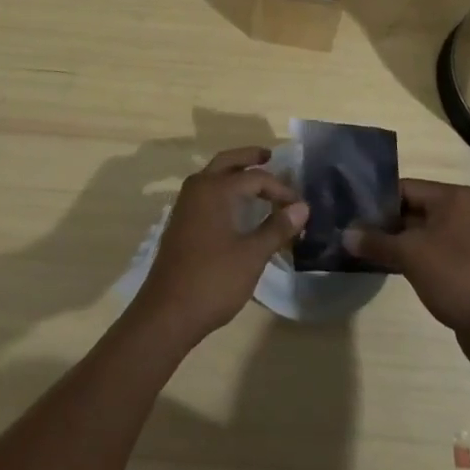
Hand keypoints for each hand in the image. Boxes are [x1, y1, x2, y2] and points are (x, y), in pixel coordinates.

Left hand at [133, 147, 306, 346]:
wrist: (166, 313)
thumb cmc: (212, 280)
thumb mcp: (251, 255)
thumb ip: (277, 228)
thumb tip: (302, 207)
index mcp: (215, 189)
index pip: (255, 177)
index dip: (280, 189)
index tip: (299, 206)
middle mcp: (198, 188)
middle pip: (227, 162)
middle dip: (249, 157)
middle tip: (270, 156)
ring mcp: (186, 205)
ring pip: (214, 176)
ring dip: (235, 173)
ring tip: (257, 180)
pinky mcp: (181, 222)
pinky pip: (207, 192)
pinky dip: (224, 189)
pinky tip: (236, 207)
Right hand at [342, 179, 469, 352]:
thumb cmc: (456, 277)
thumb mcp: (410, 255)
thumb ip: (376, 242)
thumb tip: (345, 234)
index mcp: (452, 197)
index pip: (404, 188)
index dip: (375, 200)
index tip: (349, 212)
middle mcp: (460, 211)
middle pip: (411, 209)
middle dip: (382, 223)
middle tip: (350, 232)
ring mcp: (463, 239)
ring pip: (418, 233)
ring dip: (393, 242)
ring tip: (360, 250)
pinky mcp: (463, 264)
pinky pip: (428, 252)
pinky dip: (409, 257)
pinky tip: (384, 266)